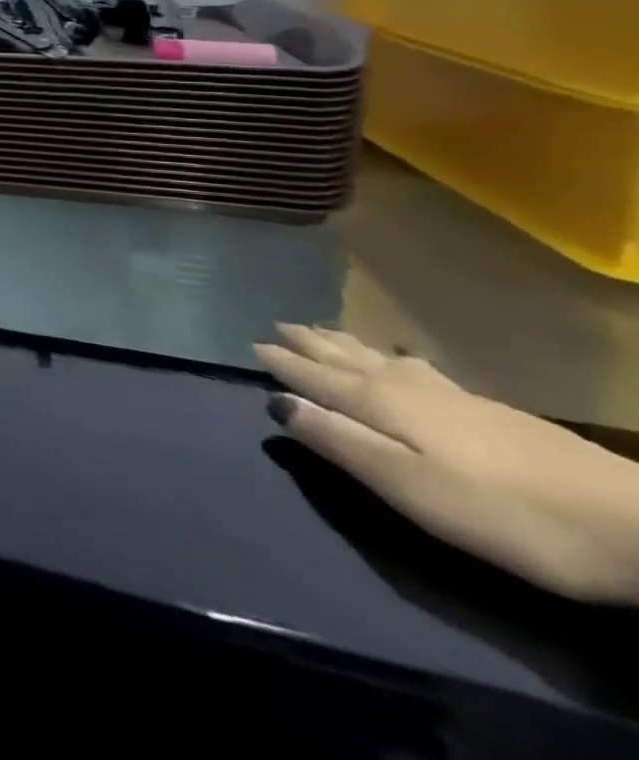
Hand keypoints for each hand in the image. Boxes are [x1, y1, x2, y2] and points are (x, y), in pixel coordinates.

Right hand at [256, 324, 638, 604]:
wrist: (637, 526)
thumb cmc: (501, 511)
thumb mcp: (406, 486)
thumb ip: (337, 441)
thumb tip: (276, 401)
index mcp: (378, 404)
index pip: (315, 377)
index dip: (282, 364)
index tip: (251, 345)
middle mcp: (406, 388)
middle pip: (346, 359)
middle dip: (310, 343)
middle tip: (279, 325)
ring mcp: (453, 397)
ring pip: (381, 359)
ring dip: (347, 345)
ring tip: (324, 332)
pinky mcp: (490, 412)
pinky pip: (417, 368)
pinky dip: (391, 357)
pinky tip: (402, 360)